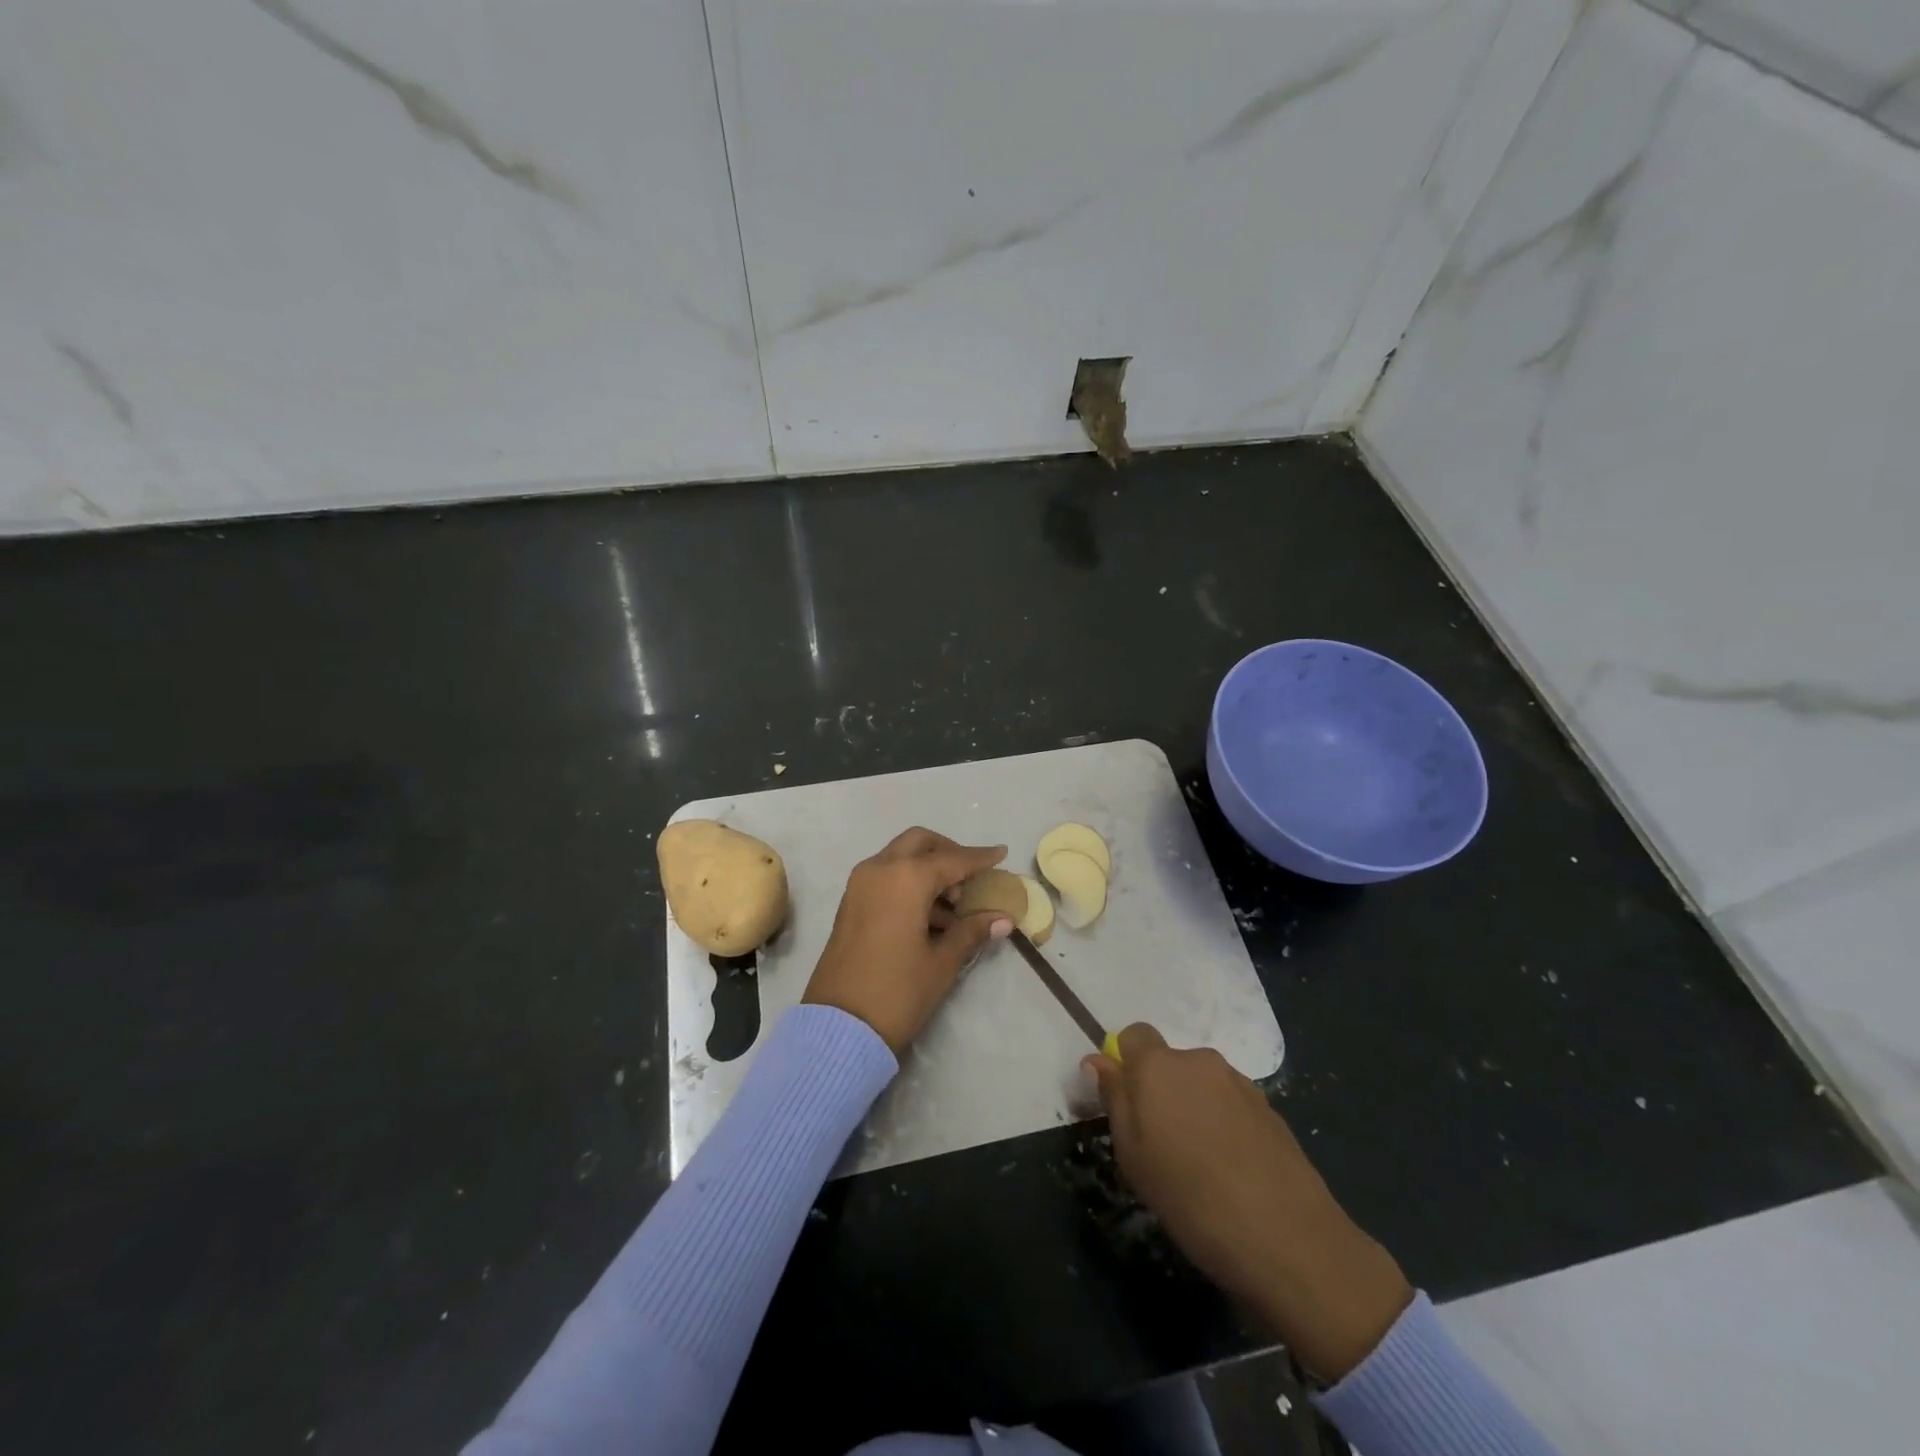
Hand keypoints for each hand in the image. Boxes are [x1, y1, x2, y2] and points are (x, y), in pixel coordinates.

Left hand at [802, 828, 1013, 1053]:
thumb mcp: (942, 962)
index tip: (1001, 853)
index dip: (979, 858)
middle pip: (920, 843)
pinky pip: (885, 876)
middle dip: (948, 853)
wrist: (839, 1027)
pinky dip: (909, 882)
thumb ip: (972, 931)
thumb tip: (1003, 918)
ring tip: (956, 907)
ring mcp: (860, 885)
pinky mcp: (851, 903)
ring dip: (928, 870)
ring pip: (900, 858)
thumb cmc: (898, 991)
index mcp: (906, 879)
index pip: (952, 860)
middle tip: (971, 877)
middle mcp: (879, 870)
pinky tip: (931, 916)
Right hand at [1085, 1024, 1412, 1379]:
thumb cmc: (1191, 1197)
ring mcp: (1240, 1082)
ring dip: (1194, 1108)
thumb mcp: (1133, 1155)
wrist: (1288, 1238)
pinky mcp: (1270, 1109)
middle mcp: (1199, 1060)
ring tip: (1200, 1164)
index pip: (1133, 1035)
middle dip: (1161, 1091)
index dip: (1126, 1063)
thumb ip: (1114, 1099)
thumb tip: (1098, 1060)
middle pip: (1169, 1062)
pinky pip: (1231, 1104)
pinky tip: (1232, 1170)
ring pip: (1202, 1084)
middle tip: (1160, 1145)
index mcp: (1159, 1065)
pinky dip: (1224, 1124)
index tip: (1127, 1105)